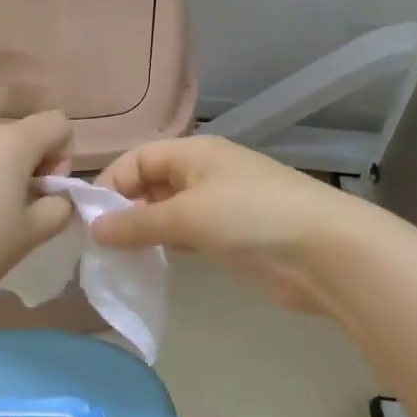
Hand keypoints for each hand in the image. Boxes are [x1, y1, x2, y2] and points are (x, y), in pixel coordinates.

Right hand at [92, 136, 368, 312]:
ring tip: (119, 257)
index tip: (91, 219)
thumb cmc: (251, 218)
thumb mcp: (186, 215)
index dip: (112, 183)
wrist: (325, 253)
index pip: (138, 158)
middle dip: (125, 209)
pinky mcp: (233, 237)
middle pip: (152, 183)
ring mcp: (222, 205)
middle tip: (101, 243)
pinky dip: (167, 245)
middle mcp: (206, 172)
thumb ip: (136, 223)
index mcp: (195, 153)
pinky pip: (188, 235)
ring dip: (145, 230)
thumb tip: (93, 230)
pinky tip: (151, 263)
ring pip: (169, 211)